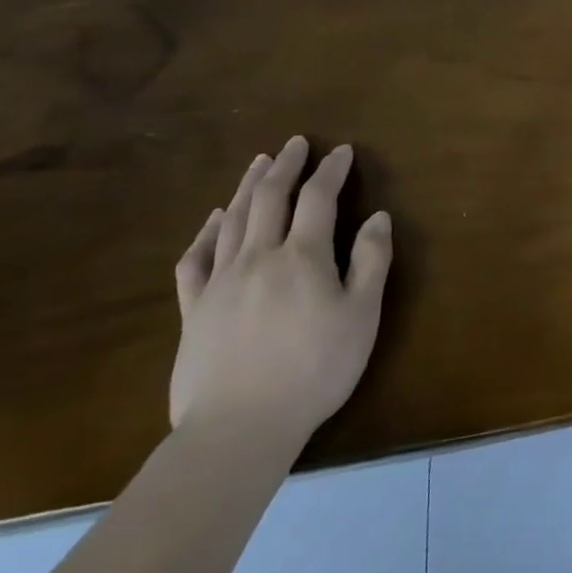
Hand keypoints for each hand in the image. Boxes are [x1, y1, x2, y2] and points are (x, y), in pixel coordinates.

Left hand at [170, 135, 392, 443]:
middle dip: (285, 166)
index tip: (343, 151)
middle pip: (270, 198)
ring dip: (249, 187)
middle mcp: (258, 257)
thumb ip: (370, 261)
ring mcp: (220, 282)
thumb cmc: (315, 369)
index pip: (318, 199)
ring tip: (260, 164)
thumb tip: (377, 217)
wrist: (240, 428)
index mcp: (302, 257)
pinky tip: (215, 220)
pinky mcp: (194, 310)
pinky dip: (206, 232)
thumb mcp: (361, 315)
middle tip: (295, 144)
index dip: (331, 171)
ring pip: (233, 220)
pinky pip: (195, 259)